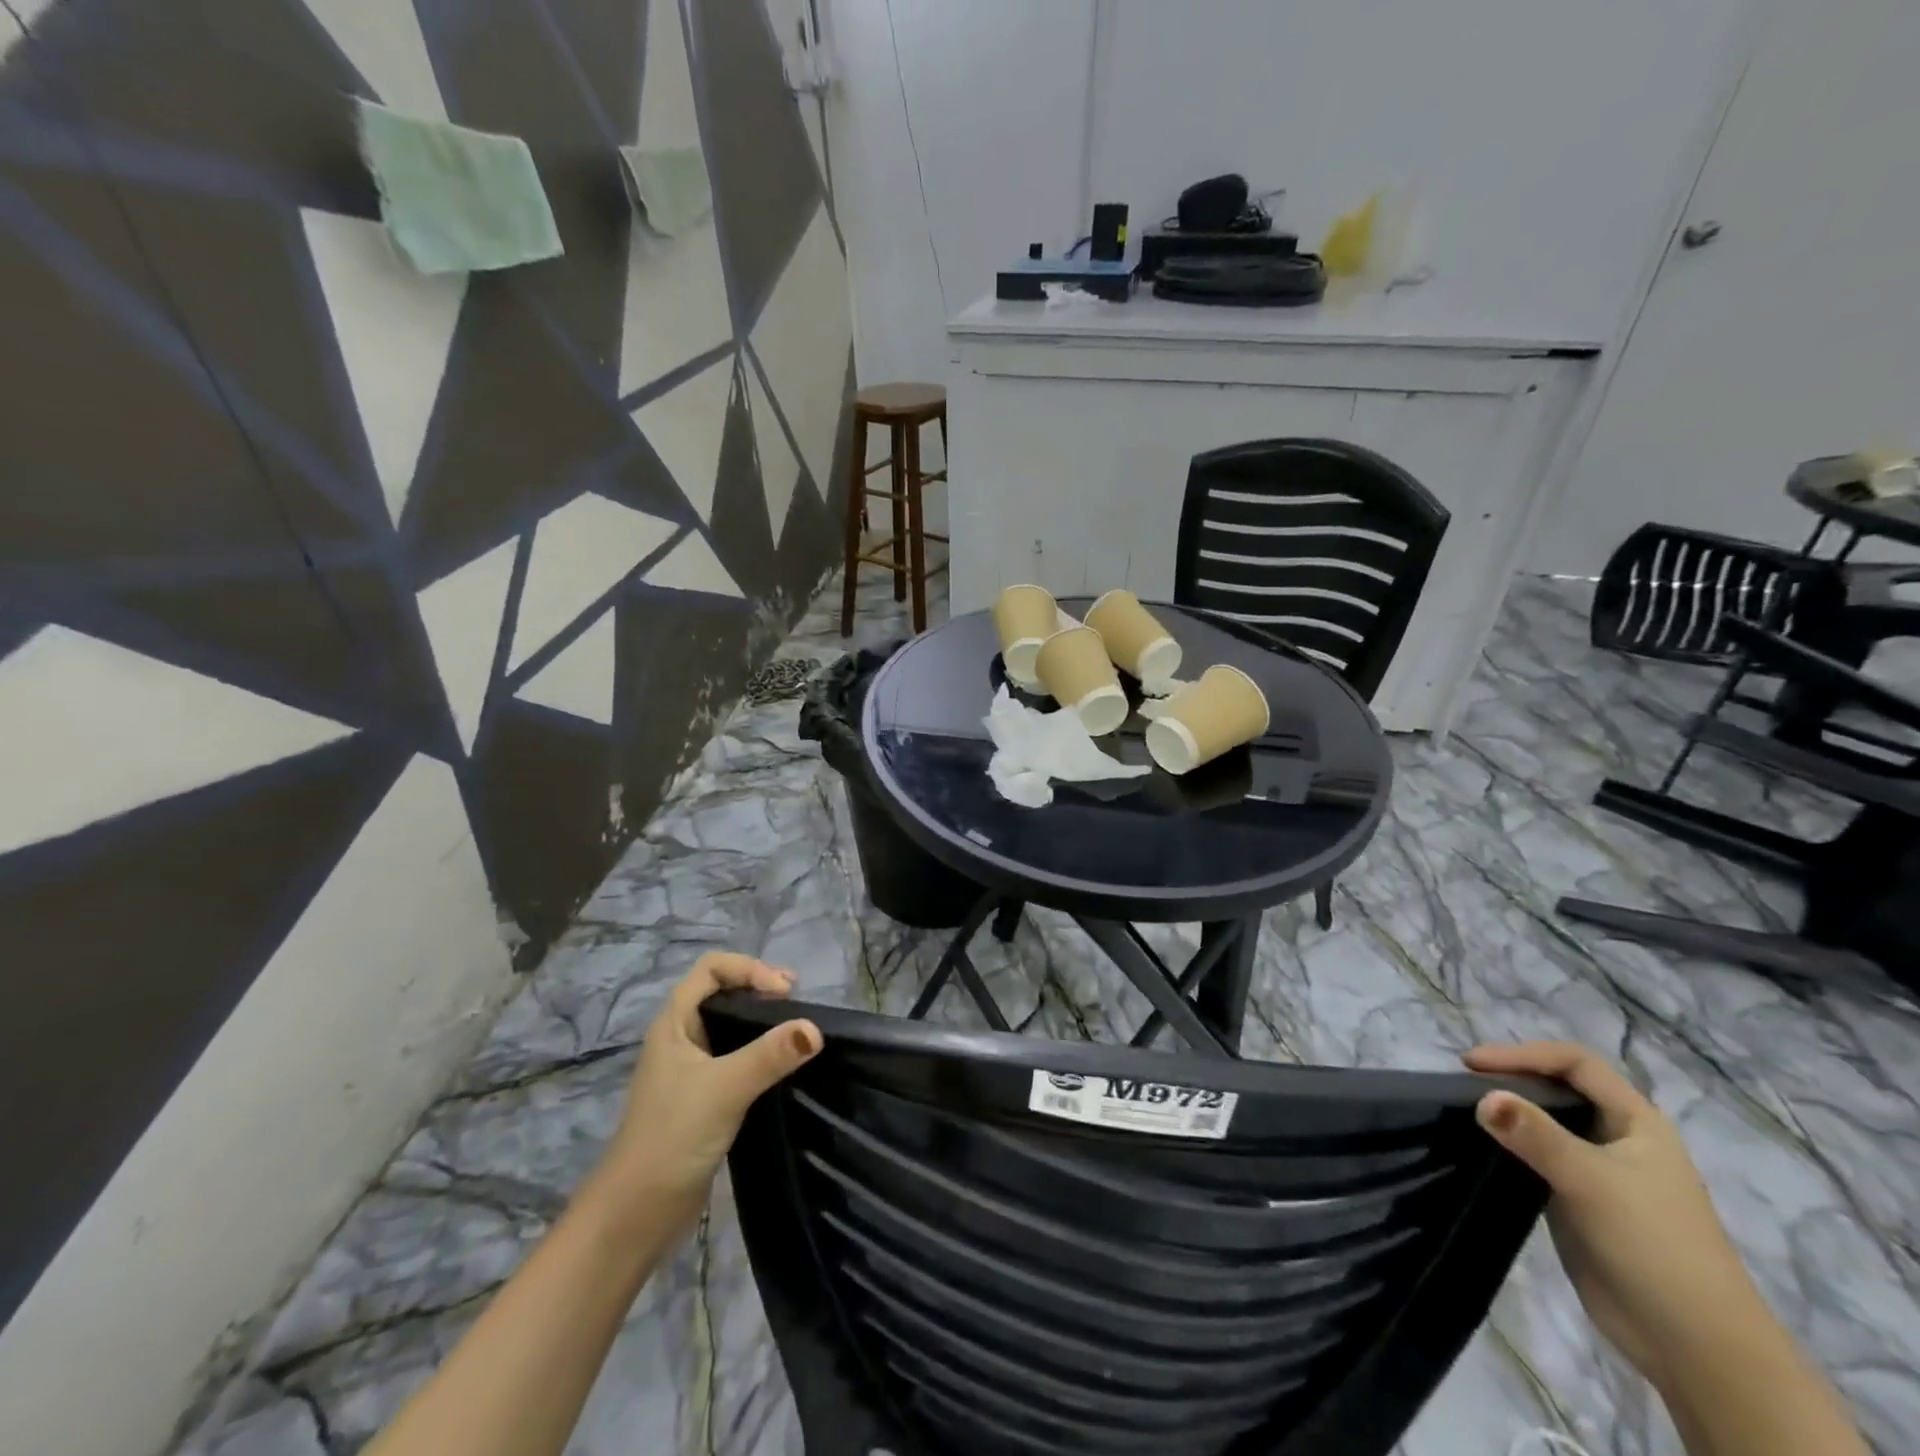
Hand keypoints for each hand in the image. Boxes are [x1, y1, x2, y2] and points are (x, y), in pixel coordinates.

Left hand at [592, 953, 821, 1236]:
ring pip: (731, 1025)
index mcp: (674, 1023)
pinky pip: (737, 1057)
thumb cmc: (672, 1137)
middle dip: (760, 987)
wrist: (635, 1215)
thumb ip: (769, 1056)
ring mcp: (691, 1069)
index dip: (749, 969)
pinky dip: (761, 1051)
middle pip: (722, 991)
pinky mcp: (704, 1097)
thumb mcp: (724, 1089)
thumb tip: (815, 1028)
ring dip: (763, 1020)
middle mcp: (681, 1037)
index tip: (784, 992)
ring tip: (797, 1028)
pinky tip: (783, 1065)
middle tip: (798, 1001)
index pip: (712, 968)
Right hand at [1463, 1041, 1760, 1386]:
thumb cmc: (1654, 1245)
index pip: (1575, 1063)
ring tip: (1463, 1110)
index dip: (1524, 1054)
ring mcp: (1599, 1172)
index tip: (1473, 1064)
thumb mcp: (1592, 1181)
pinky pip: (1537, 1158)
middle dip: (1512, 1079)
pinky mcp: (1579, 1201)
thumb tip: (1482, 1096)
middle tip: (1462, 1083)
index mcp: (1637, 1122)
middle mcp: (1618, 1138)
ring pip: (1546, 1124)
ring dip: (1508, 1113)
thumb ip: (1535, 1135)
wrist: (1695, 1346)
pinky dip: (1509, 1145)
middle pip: (1559, 1088)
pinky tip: (1482, 1148)